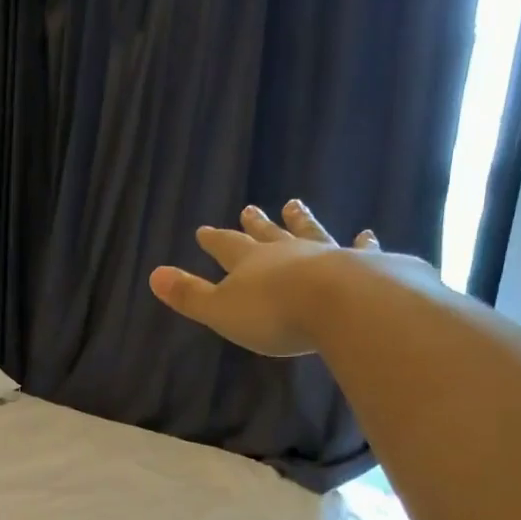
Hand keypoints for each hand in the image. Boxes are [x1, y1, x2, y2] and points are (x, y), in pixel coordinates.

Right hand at [148, 199, 379, 356]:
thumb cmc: (274, 314)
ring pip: (309, 233)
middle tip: (252, 208)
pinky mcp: (363, 266)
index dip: (215, 240)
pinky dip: (363, 243)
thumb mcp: (221, 310)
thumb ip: (189, 295)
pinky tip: (367, 235)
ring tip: (296, 205)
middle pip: (268, 234)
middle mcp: (287, 252)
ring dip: (301, 221)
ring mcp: (326, 255)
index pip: (226, 246)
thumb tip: (153, 275)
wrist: (341, 305)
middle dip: (257, 224)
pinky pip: (360, 250)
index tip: (204, 229)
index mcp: (250, 263)